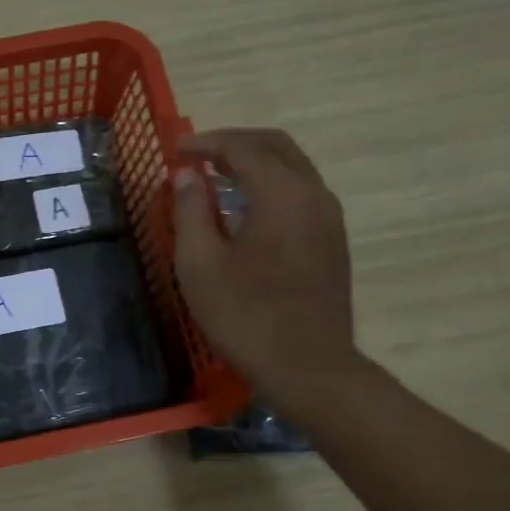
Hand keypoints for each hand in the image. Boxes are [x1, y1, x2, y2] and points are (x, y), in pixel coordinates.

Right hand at [172, 128, 359, 398]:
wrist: (308, 367)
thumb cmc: (245, 316)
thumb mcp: (200, 264)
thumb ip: (191, 211)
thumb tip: (187, 175)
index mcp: (282, 193)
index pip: (243, 148)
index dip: (207, 143)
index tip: (176, 149)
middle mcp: (314, 194)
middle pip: (276, 147)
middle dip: (235, 143)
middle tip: (198, 155)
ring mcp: (330, 218)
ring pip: (293, 168)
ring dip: (255, 163)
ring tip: (217, 178)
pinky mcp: (333, 241)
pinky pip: (301, 193)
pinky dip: (271, 185)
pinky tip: (246, 209)